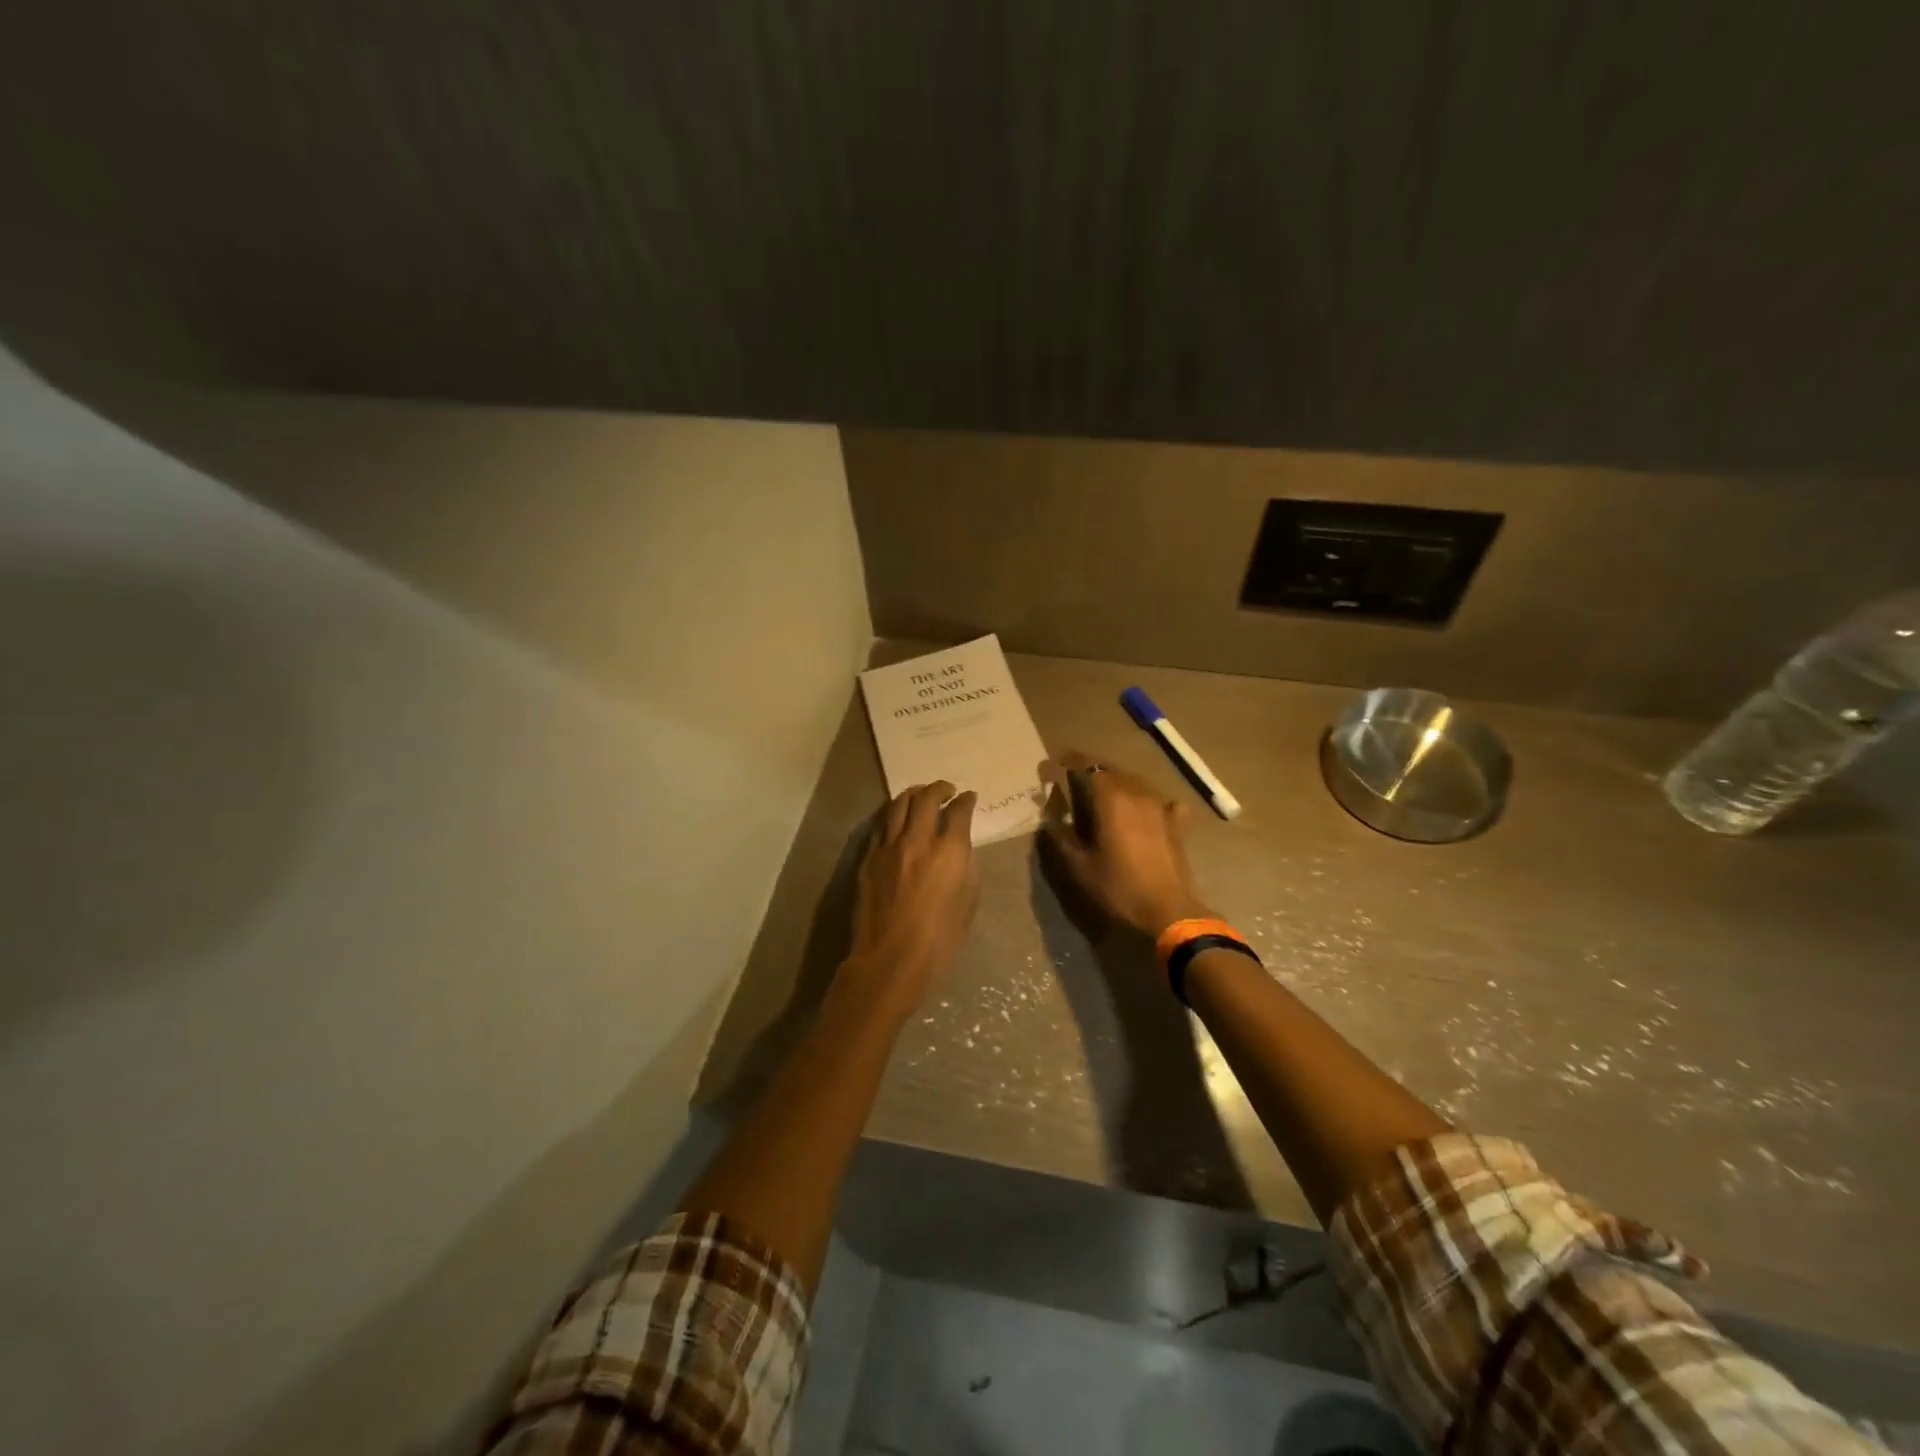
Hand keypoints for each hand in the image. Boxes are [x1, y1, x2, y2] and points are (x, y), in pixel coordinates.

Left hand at [845, 781, 979, 1009]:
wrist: (890, 960)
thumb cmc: (939, 940)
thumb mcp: (968, 903)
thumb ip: (966, 868)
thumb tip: (959, 851)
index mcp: (949, 851)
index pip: (959, 811)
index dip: (966, 800)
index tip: (969, 798)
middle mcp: (918, 840)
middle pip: (926, 798)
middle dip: (940, 788)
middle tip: (947, 790)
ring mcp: (888, 847)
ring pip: (899, 805)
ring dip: (913, 794)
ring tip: (920, 795)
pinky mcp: (868, 858)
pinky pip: (882, 825)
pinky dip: (893, 815)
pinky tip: (898, 818)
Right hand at [1040, 750, 1213, 937]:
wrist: (1168, 912)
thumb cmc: (1118, 888)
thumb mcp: (1079, 866)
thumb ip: (1061, 836)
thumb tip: (1049, 814)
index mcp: (1111, 799)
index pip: (1088, 766)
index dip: (1070, 761)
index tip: (1055, 763)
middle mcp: (1137, 794)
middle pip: (1112, 770)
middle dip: (1092, 770)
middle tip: (1074, 779)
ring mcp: (1161, 807)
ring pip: (1136, 782)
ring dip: (1118, 782)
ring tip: (1104, 794)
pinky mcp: (1177, 824)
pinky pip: (1160, 801)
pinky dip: (1147, 800)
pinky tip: (1145, 810)